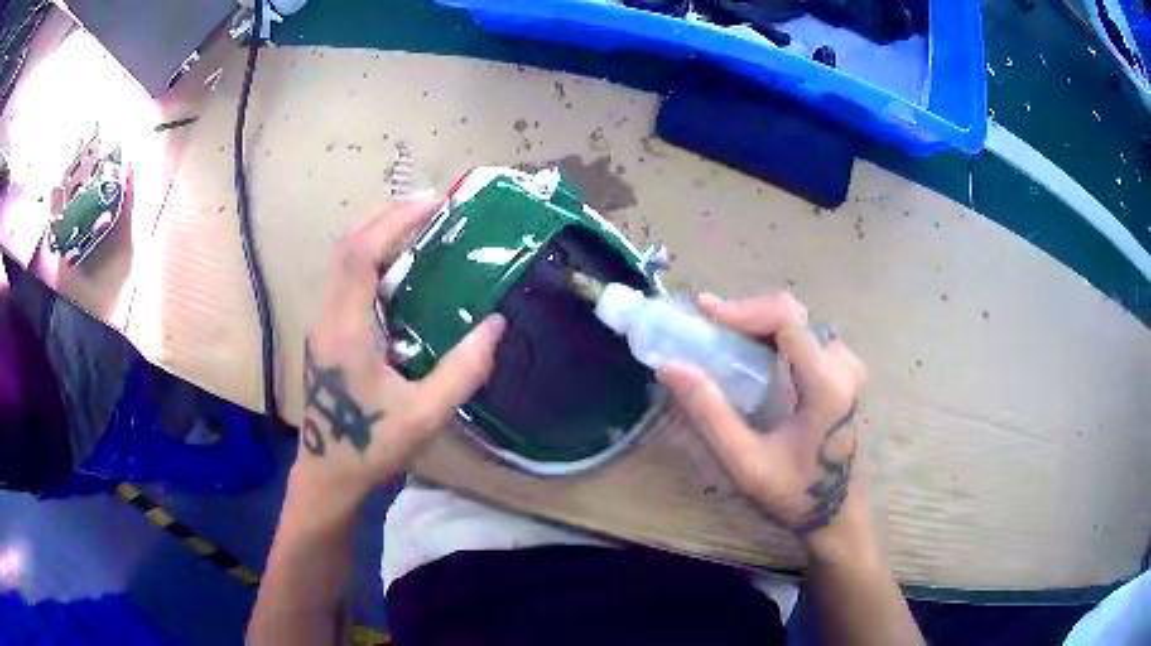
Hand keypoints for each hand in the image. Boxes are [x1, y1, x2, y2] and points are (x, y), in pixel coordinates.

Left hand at [294, 201, 505, 509]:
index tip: (433, 205)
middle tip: (431, 206)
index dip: (395, 222)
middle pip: (346, 247)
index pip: (360, 256)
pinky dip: (373, 260)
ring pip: (343, 262)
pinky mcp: (327, 333)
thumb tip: (495, 325)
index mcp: (345, 332)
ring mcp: (322, 324)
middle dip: (386, 216)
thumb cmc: (371, 448)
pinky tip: (402, 270)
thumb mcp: (425, 417)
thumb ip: (462, 371)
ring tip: (420, 227)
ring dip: (378, 234)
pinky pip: (347, 282)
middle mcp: (327, 318)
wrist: (328, 475)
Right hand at [658, 292, 867, 555]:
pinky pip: (807, 338)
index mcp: (826, 383)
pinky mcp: (844, 374)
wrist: (838, 515)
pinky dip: (774, 335)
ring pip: (800, 322)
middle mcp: (843, 365)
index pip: (787, 319)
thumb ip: (710, 415)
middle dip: (747, 313)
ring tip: (721, 333)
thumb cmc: (795, 494)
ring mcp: (847, 367)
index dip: (743, 310)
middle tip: (707, 323)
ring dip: (759, 322)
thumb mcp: (745, 464)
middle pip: (793, 314)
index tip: (705, 315)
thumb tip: (670, 367)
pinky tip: (749, 349)